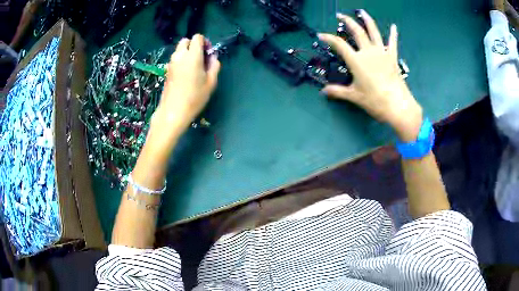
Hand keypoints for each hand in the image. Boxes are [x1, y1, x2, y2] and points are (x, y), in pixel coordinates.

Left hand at [151, 34, 220, 134]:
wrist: (173, 112)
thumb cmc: (195, 97)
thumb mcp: (211, 82)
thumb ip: (214, 66)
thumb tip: (212, 57)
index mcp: (192, 56)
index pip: (197, 38)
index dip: (204, 42)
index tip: (208, 53)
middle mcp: (180, 55)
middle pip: (185, 41)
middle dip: (194, 45)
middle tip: (200, 58)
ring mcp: (171, 63)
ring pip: (179, 50)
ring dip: (187, 53)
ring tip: (194, 68)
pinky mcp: (167, 70)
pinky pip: (175, 59)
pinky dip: (181, 60)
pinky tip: (186, 74)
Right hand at [318, 11, 422, 141]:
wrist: (397, 105)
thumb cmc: (375, 100)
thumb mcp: (354, 96)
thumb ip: (338, 91)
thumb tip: (323, 92)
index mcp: (356, 60)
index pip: (339, 44)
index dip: (328, 38)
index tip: (321, 35)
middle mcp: (368, 52)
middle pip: (356, 32)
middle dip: (347, 21)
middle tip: (340, 15)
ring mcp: (381, 53)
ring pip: (373, 32)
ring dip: (367, 20)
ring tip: (362, 12)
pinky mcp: (392, 57)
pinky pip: (392, 43)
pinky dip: (393, 34)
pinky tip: (394, 27)